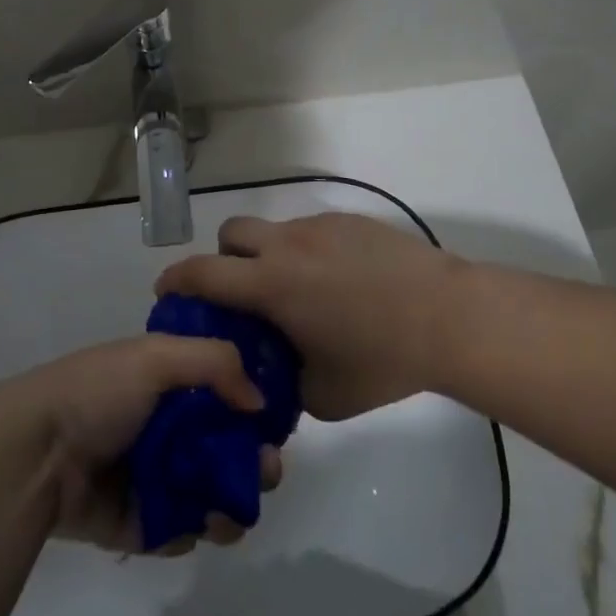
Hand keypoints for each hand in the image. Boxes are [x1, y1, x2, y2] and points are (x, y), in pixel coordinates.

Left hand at [0, 336, 284, 553]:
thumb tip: (259, 401)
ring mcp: (151, 477)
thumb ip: (215, 362)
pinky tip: (203, 525)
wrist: (35, 454)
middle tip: (265, 470)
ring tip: (234, 510)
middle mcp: (163, 428)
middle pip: (223, 447)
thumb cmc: (97, 393)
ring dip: (232, 502)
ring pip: (209, 493)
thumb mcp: (155, 356)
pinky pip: (181, 528)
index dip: (253, 407)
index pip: (223, 393)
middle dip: (252, 460)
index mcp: (165, 384)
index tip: (275, 423)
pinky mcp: (139, 523)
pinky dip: (197, 529)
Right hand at [156, 214, 469, 419]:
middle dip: (226, 259)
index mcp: (270, 284)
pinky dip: (308, 253)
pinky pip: (311, 231)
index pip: (203, 272)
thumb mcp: (323, 394)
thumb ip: (285, 386)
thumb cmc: (381, 359)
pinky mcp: (350, 221)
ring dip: (271, 256)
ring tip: (304, 294)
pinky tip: (342, 284)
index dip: (176, 280)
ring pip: (274, 231)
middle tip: (244, 293)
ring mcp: (320, 226)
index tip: (167, 292)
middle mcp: (286, 245)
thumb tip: (273, 382)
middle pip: (231, 232)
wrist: (448, 316)